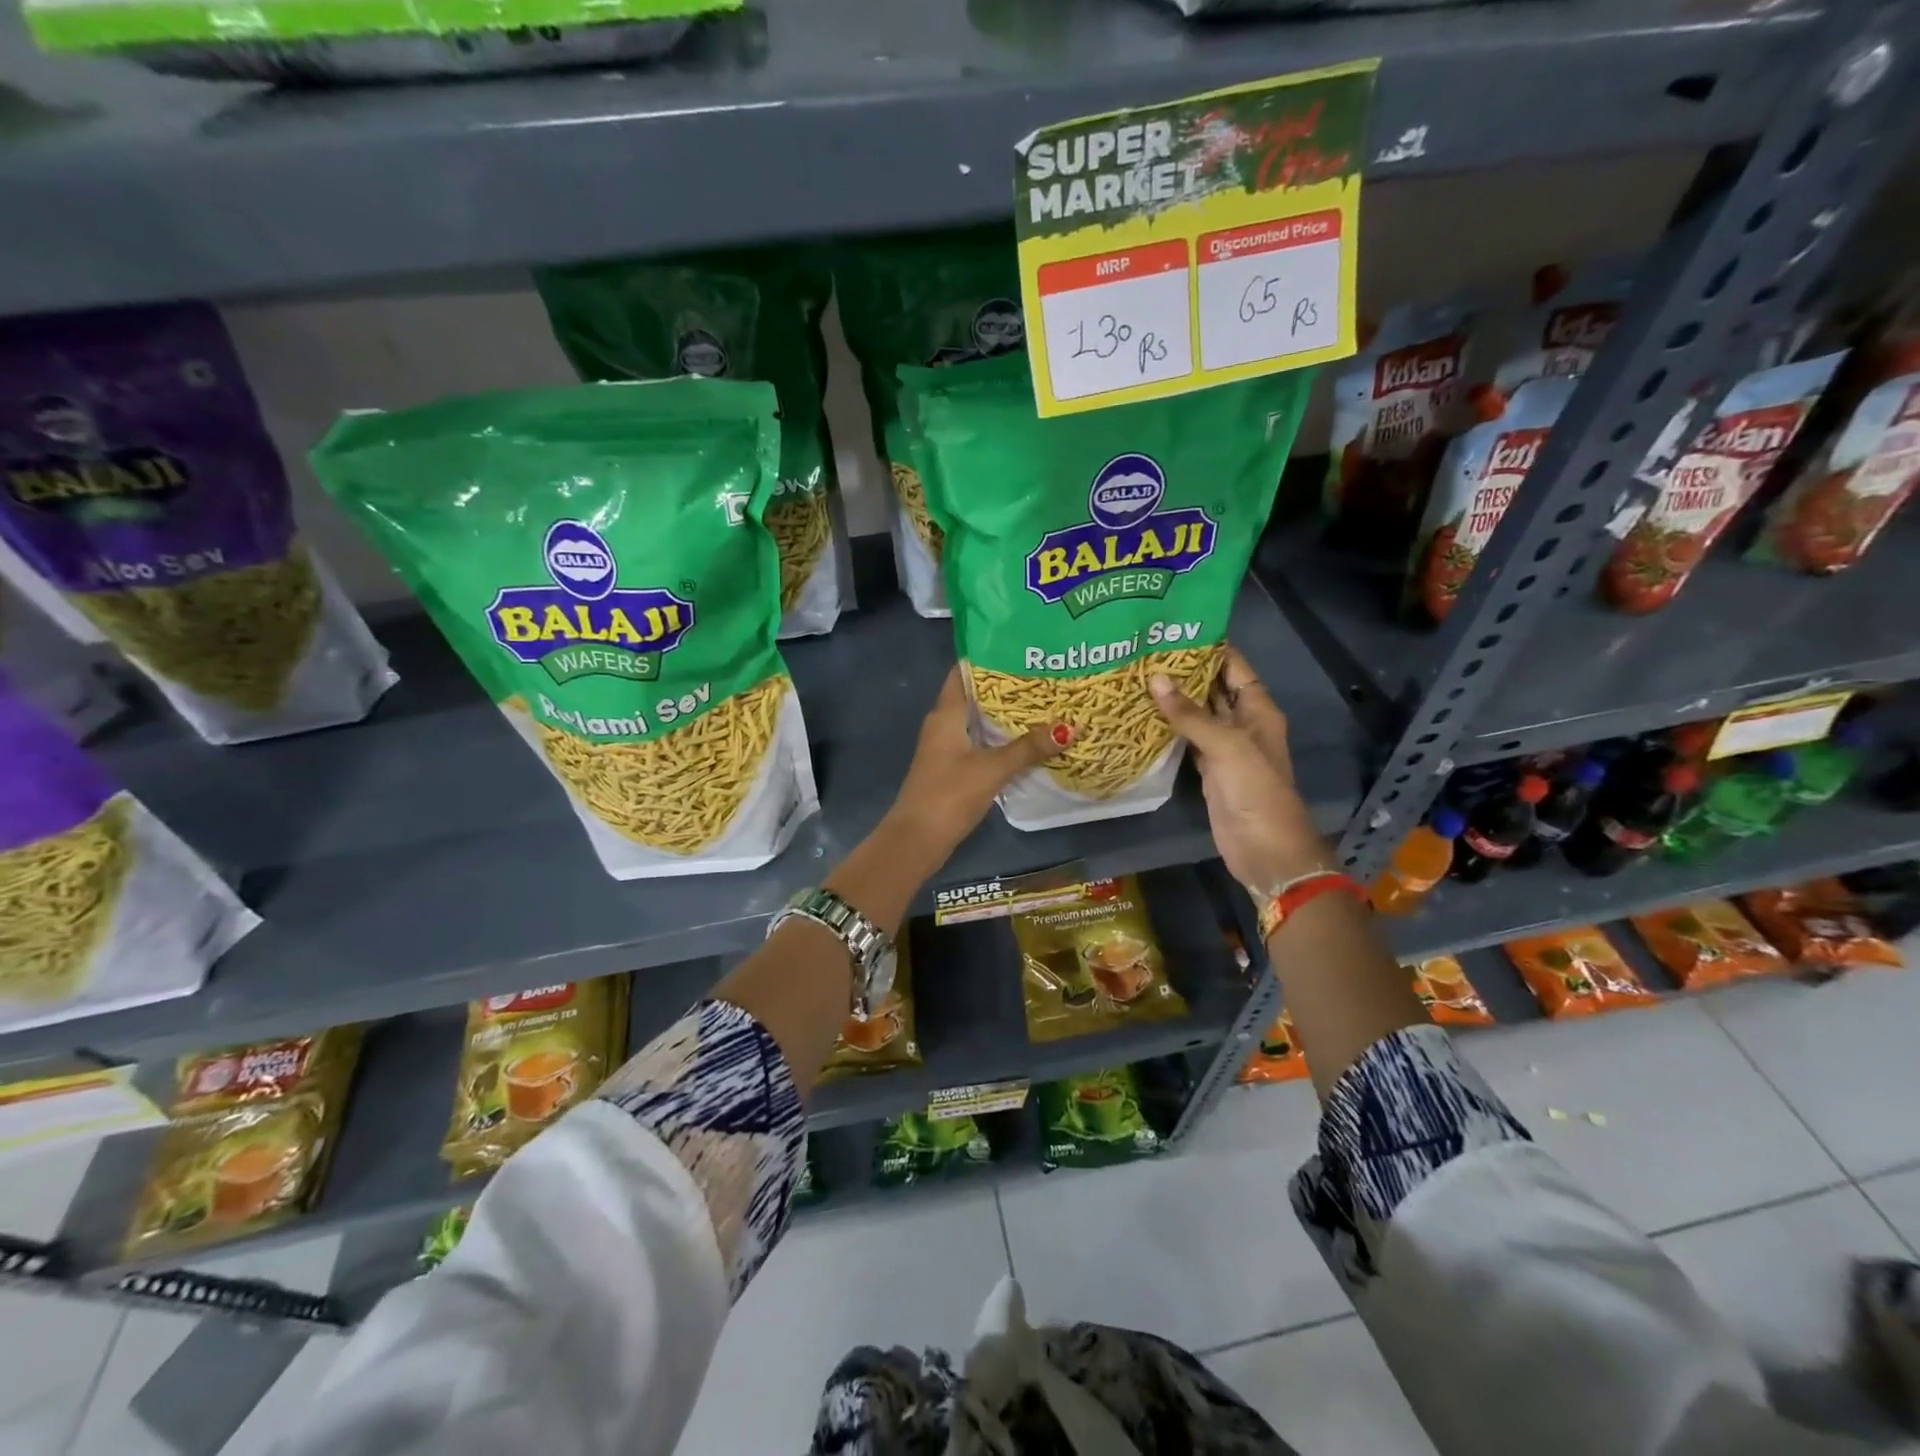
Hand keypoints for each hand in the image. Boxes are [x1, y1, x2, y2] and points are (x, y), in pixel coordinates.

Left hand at [887, 666, 1067, 861]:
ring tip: (1044, 704)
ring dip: (1005, 716)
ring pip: (979, 722)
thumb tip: (1069, 727)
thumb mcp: (992, 768)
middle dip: (1006, 687)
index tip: (1021, 648)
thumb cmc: (949, 794)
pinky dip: (1001, 740)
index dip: (989, 657)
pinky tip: (1027, 742)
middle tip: (1044, 676)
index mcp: (945, 714)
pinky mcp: (952, 769)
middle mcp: (943, 724)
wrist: (917, 839)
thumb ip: (1028, 748)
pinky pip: (980, 744)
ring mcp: (946, 748)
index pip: (964, 672)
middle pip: (975, 696)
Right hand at [1150, 647, 1329, 894]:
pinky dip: (1168, 728)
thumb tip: (1154, 678)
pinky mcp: (1208, 769)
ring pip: (1197, 714)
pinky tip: (1142, 715)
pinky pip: (1187, 739)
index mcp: (1258, 709)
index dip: (1209, 646)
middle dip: (1184, 670)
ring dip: (1173, 698)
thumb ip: (1190, 714)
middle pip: (1213, 687)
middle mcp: (1242, 722)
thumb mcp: (1226, 746)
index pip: (1233, 666)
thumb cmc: (1255, 790)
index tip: (1173, 628)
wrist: (1264, 848)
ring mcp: (1224, 747)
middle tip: (1144, 650)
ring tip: (1136, 674)